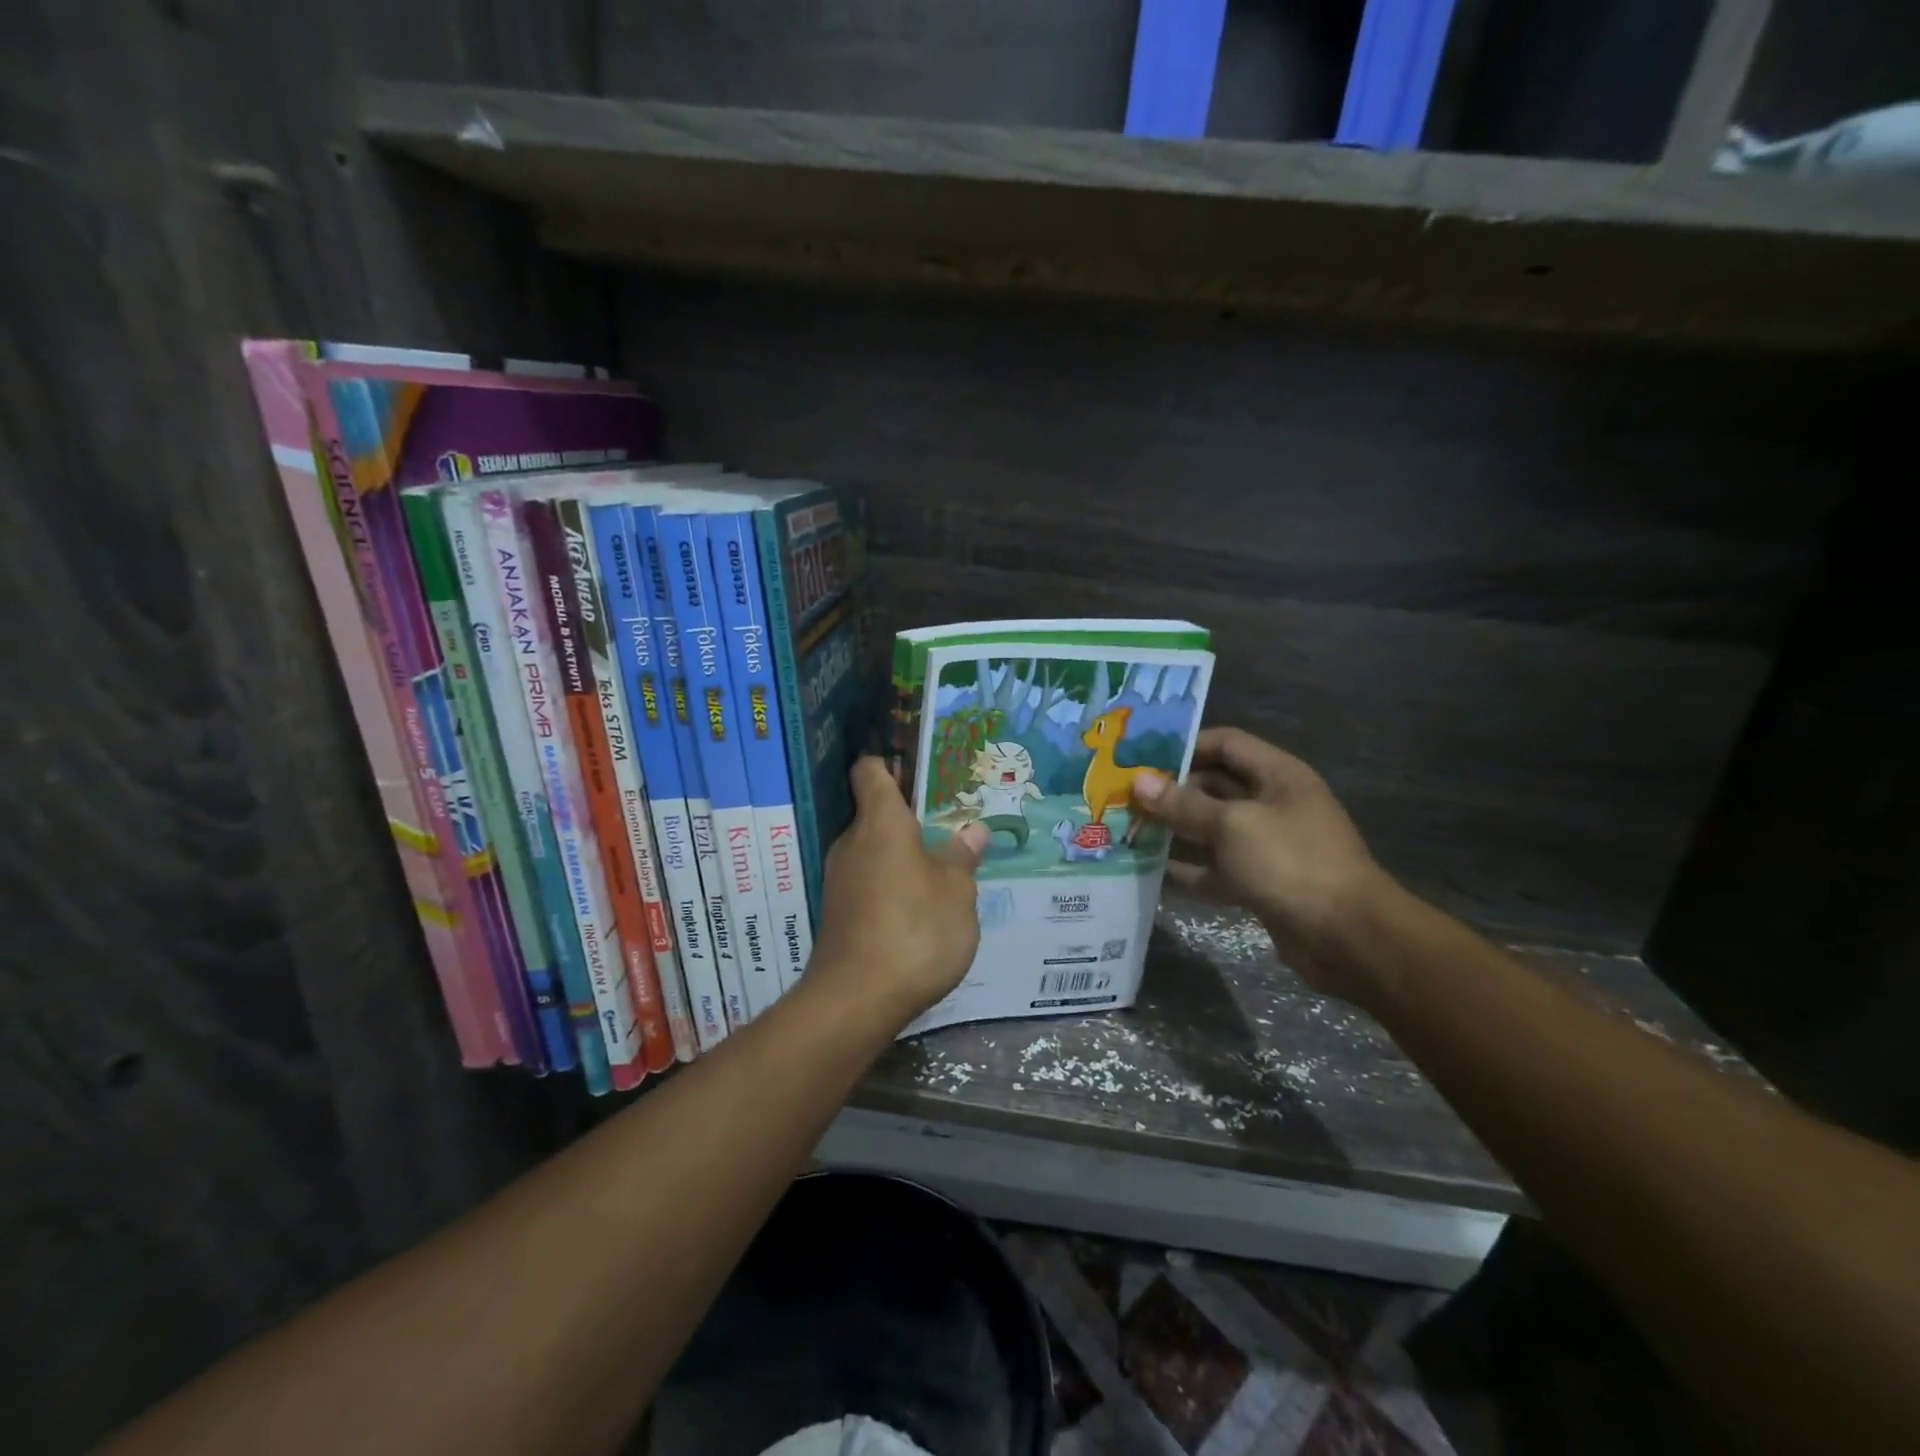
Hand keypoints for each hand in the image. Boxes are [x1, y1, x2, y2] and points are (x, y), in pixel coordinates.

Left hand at [806, 757, 988, 1030]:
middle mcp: (852, 842)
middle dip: (908, 816)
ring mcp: (839, 878)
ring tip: (940, 865)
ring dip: (901, 854)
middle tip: (947, 823)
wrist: (856, 1000)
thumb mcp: (957, 894)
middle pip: (875, 812)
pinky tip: (918, 906)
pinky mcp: (837, 912)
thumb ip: (962, 859)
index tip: (917, 768)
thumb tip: (973, 831)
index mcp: (881, 822)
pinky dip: (890, 883)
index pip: (870, 770)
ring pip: (873, 850)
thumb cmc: (915, 931)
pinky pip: (867, 881)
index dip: (890, 762)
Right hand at [1132, 728, 1392, 1002]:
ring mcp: (1268, 846)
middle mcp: (1274, 804)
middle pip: (1216, 786)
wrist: (1346, 938)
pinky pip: (1218, 869)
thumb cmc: (1290, 863)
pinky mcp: (1262, 883)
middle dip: (1173, 791)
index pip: (1226, 744)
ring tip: (1129, 829)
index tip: (1142, 757)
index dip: (1186, 745)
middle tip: (1125, 796)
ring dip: (1176, 830)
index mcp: (1278, 776)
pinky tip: (1153, 871)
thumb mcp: (1232, 826)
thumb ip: (1184, 804)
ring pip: (1213, 829)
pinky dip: (1190, 870)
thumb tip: (1140, 782)